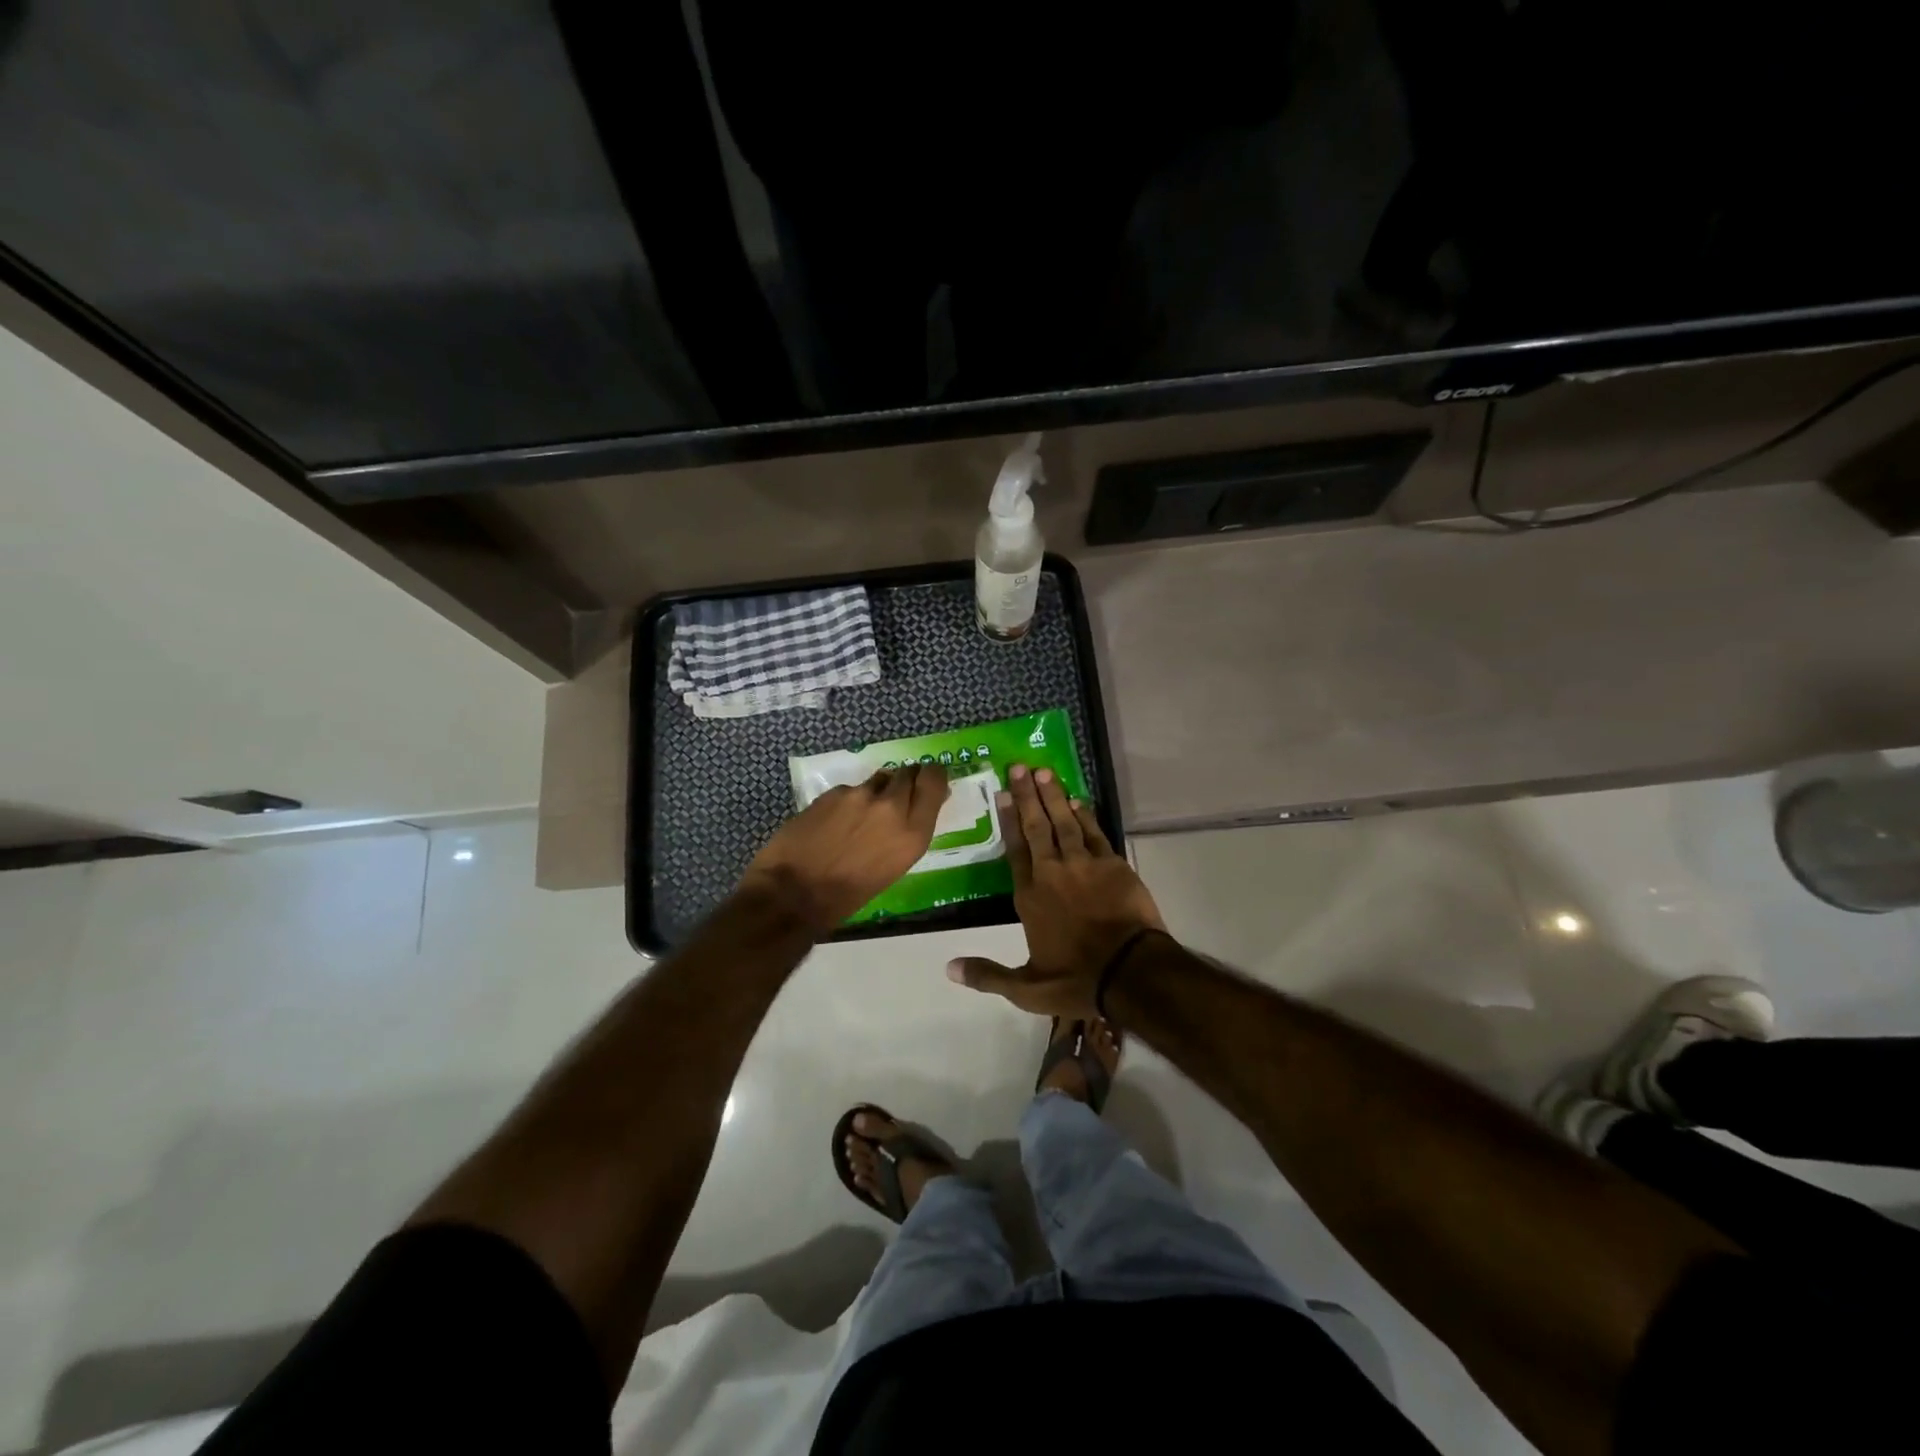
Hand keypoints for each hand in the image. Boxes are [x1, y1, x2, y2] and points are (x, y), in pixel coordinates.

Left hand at [737, 763, 948, 935]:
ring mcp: (860, 796)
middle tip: (895, 796)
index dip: (933, 775)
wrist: (793, 893)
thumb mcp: (893, 867)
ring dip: (876, 792)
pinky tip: (833, 822)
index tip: (930, 779)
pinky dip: (848, 802)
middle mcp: (891, 807)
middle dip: (905, 781)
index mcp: (913, 833)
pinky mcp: (832, 793)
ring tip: (859, 816)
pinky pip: (850, 790)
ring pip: (878, 779)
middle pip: (908, 773)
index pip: (934, 781)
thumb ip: (907, 832)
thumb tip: (912, 810)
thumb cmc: (849, 895)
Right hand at [947, 763, 1164, 1016]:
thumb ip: (987, 975)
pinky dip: (1086, 815)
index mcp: (1030, 897)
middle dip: (1027, 796)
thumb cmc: (1076, 980)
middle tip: (1019, 767)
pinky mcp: (1113, 865)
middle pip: (1037, 827)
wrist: (1130, 972)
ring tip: (1044, 772)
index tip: (1003, 794)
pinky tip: (1078, 800)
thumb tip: (948, 968)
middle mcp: (1052, 872)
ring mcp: (1084, 865)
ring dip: (1054, 797)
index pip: (1014, 850)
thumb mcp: (1026, 989)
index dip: (1008, 821)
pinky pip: (1095, 833)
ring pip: (1065, 823)